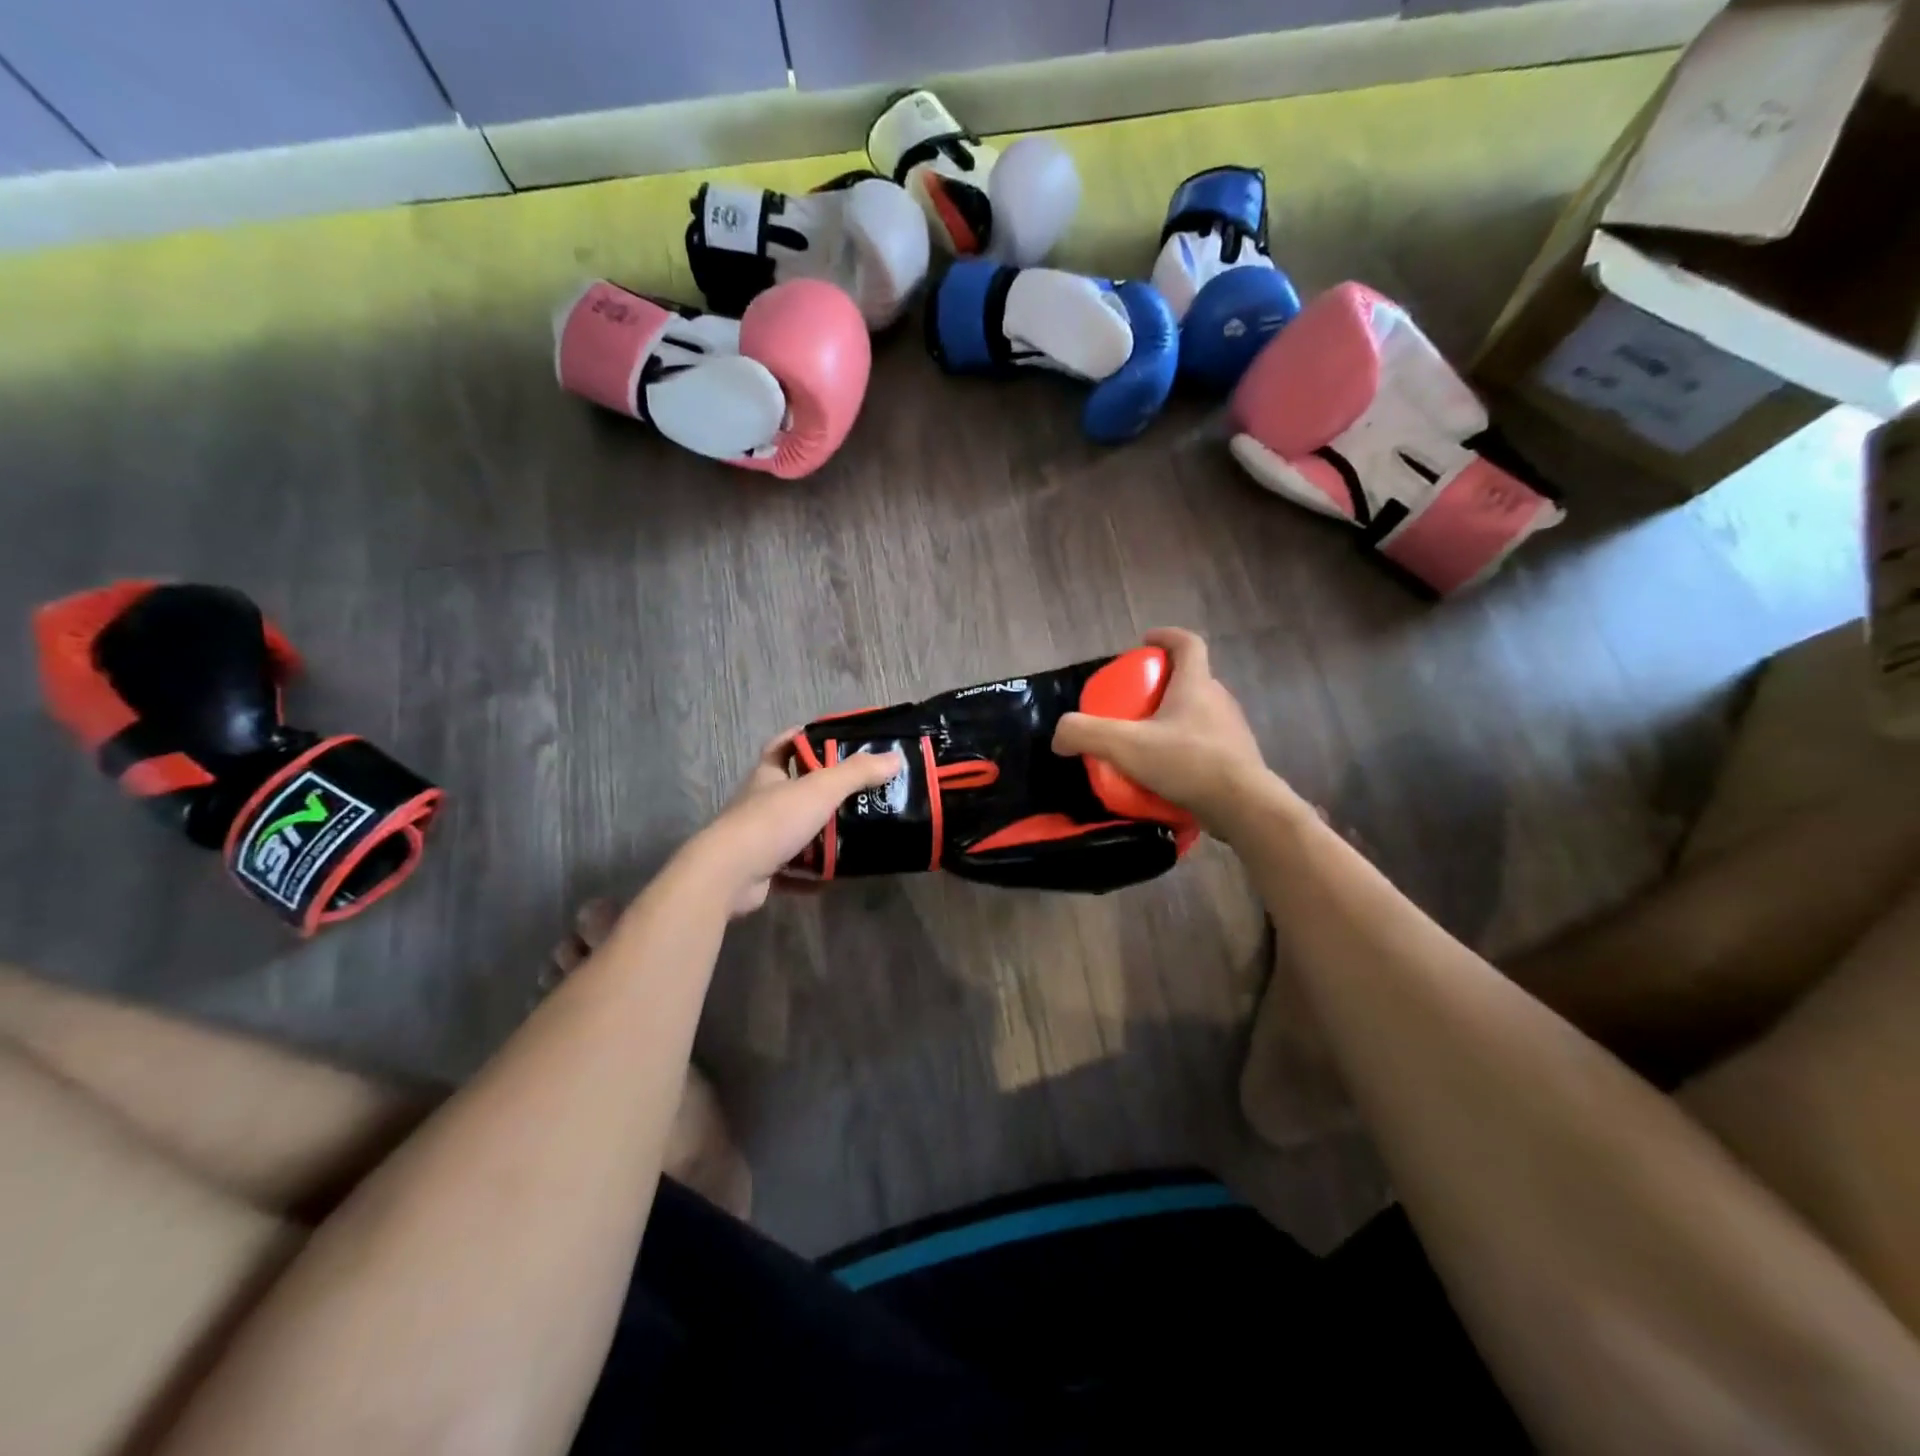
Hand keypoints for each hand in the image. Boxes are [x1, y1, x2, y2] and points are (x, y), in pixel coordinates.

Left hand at [687, 730, 902, 917]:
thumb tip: (894, 758)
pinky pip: (794, 869)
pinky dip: (813, 874)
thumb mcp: (820, 789)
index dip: (804, 738)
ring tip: (856, 833)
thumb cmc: (773, 821)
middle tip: (860, 792)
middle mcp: (761, 802)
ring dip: (821, 834)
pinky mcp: (761, 869)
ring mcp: (759, 838)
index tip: (832, 739)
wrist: (730, 874)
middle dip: (824, 791)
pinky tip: (836, 876)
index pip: (784, 746)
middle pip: (794, 789)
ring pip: (796, 830)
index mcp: (769, 775)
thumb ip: (857, 773)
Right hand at [1051, 627, 1271, 834]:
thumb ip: (1086, 734)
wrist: (1243, 806)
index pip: (1187, 643)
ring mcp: (1232, 730)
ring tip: (1146, 740)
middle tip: (1134, 702)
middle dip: (1162, 684)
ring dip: (1173, 718)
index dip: (1166, 637)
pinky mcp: (1236, 759)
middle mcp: (1219, 700)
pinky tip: (1165, 771)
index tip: (1145, 642)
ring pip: (1198, 713)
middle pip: (1190, 679)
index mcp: (1196, 685)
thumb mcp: (1125, 746)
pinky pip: (1205, 743)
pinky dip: (1184, 748)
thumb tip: (1059, 737)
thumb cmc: (1187, 763)